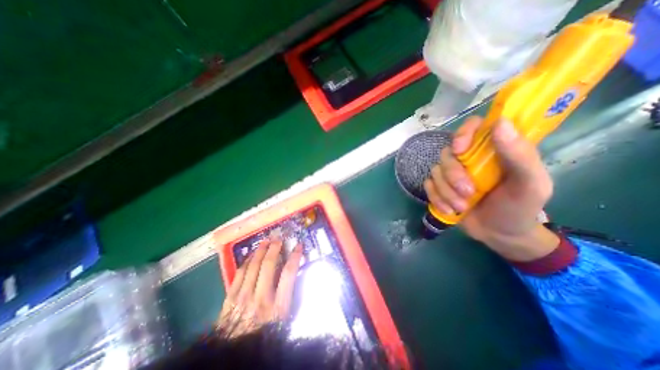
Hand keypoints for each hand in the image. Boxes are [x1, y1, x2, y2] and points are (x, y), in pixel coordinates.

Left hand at [219, 239, 301, 335]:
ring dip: (260, 250)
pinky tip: (250, 255)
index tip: (298, 246)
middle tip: (278, 238)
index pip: (289, 274)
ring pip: (253, 266)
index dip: (295, 256)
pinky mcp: (230, 298)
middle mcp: (260, 298)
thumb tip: (294, 276)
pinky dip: (246, 261)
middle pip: (268, 265)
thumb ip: (290, 298)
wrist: (235, 356)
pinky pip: (239, 273)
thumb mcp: (284, 321)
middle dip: (275, 248)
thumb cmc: (265, 337)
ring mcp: (242, 297)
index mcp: (277, 307)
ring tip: (265, 241)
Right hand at [426, 117, 558, 261]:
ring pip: (435, 171)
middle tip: (467, 192)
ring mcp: (451, 173)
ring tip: (461, 207)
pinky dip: (436, 198)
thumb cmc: (520, 207)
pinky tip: (449, 210)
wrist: (499, 234)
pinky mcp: (440, 187)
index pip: (473, 126)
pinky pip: (428, 186)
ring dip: (446, 191)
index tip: (461, 149)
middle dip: (453, 174)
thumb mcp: (530, 184)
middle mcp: (468, 158)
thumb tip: (500, 122)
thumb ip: (520, 155)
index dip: (463, 133)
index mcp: (492, 150)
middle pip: (447, 153)